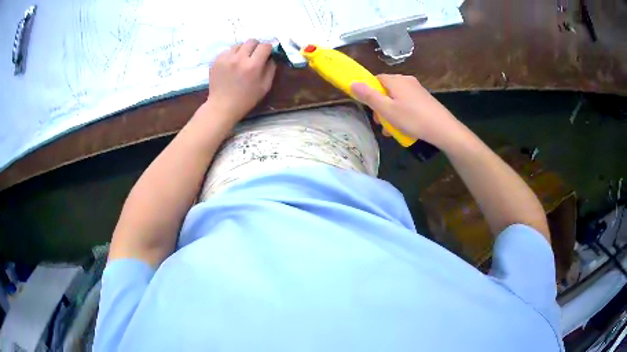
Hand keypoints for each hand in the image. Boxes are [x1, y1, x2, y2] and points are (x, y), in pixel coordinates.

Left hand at [207, 39, 276, 120]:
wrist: (222, 106)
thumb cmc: (246, 99)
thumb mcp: (265, 86)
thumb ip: (271, 69)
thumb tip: (271, 56)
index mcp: (253, 65)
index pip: (264, 46)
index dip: (268, 48)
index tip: (267, 53)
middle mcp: (239, 58)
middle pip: (251, 41)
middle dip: (256, 46)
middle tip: (255, 55)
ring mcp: (226, 58)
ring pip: (239, 45)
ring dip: (243, 50)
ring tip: (241, 60)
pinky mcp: (216, 60)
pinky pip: (228, 51)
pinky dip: (232, 55)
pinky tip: (231, 65)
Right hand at [351, 74, 464, 147]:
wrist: (443, 129)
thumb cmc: (413, 119)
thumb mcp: (387, 110)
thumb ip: (369, 96)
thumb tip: (352, 83)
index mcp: (395, 80)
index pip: (376, 80)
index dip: (370, 93)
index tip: (371, 109)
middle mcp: (406, 80)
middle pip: (387, 90)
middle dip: (381, 107)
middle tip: (382, 124)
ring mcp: (417, 89)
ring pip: (397, 99)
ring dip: (391, 113)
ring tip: (393, 130)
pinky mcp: (425, 98)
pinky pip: (408, 103)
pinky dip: (403, 113)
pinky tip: (405, 128)